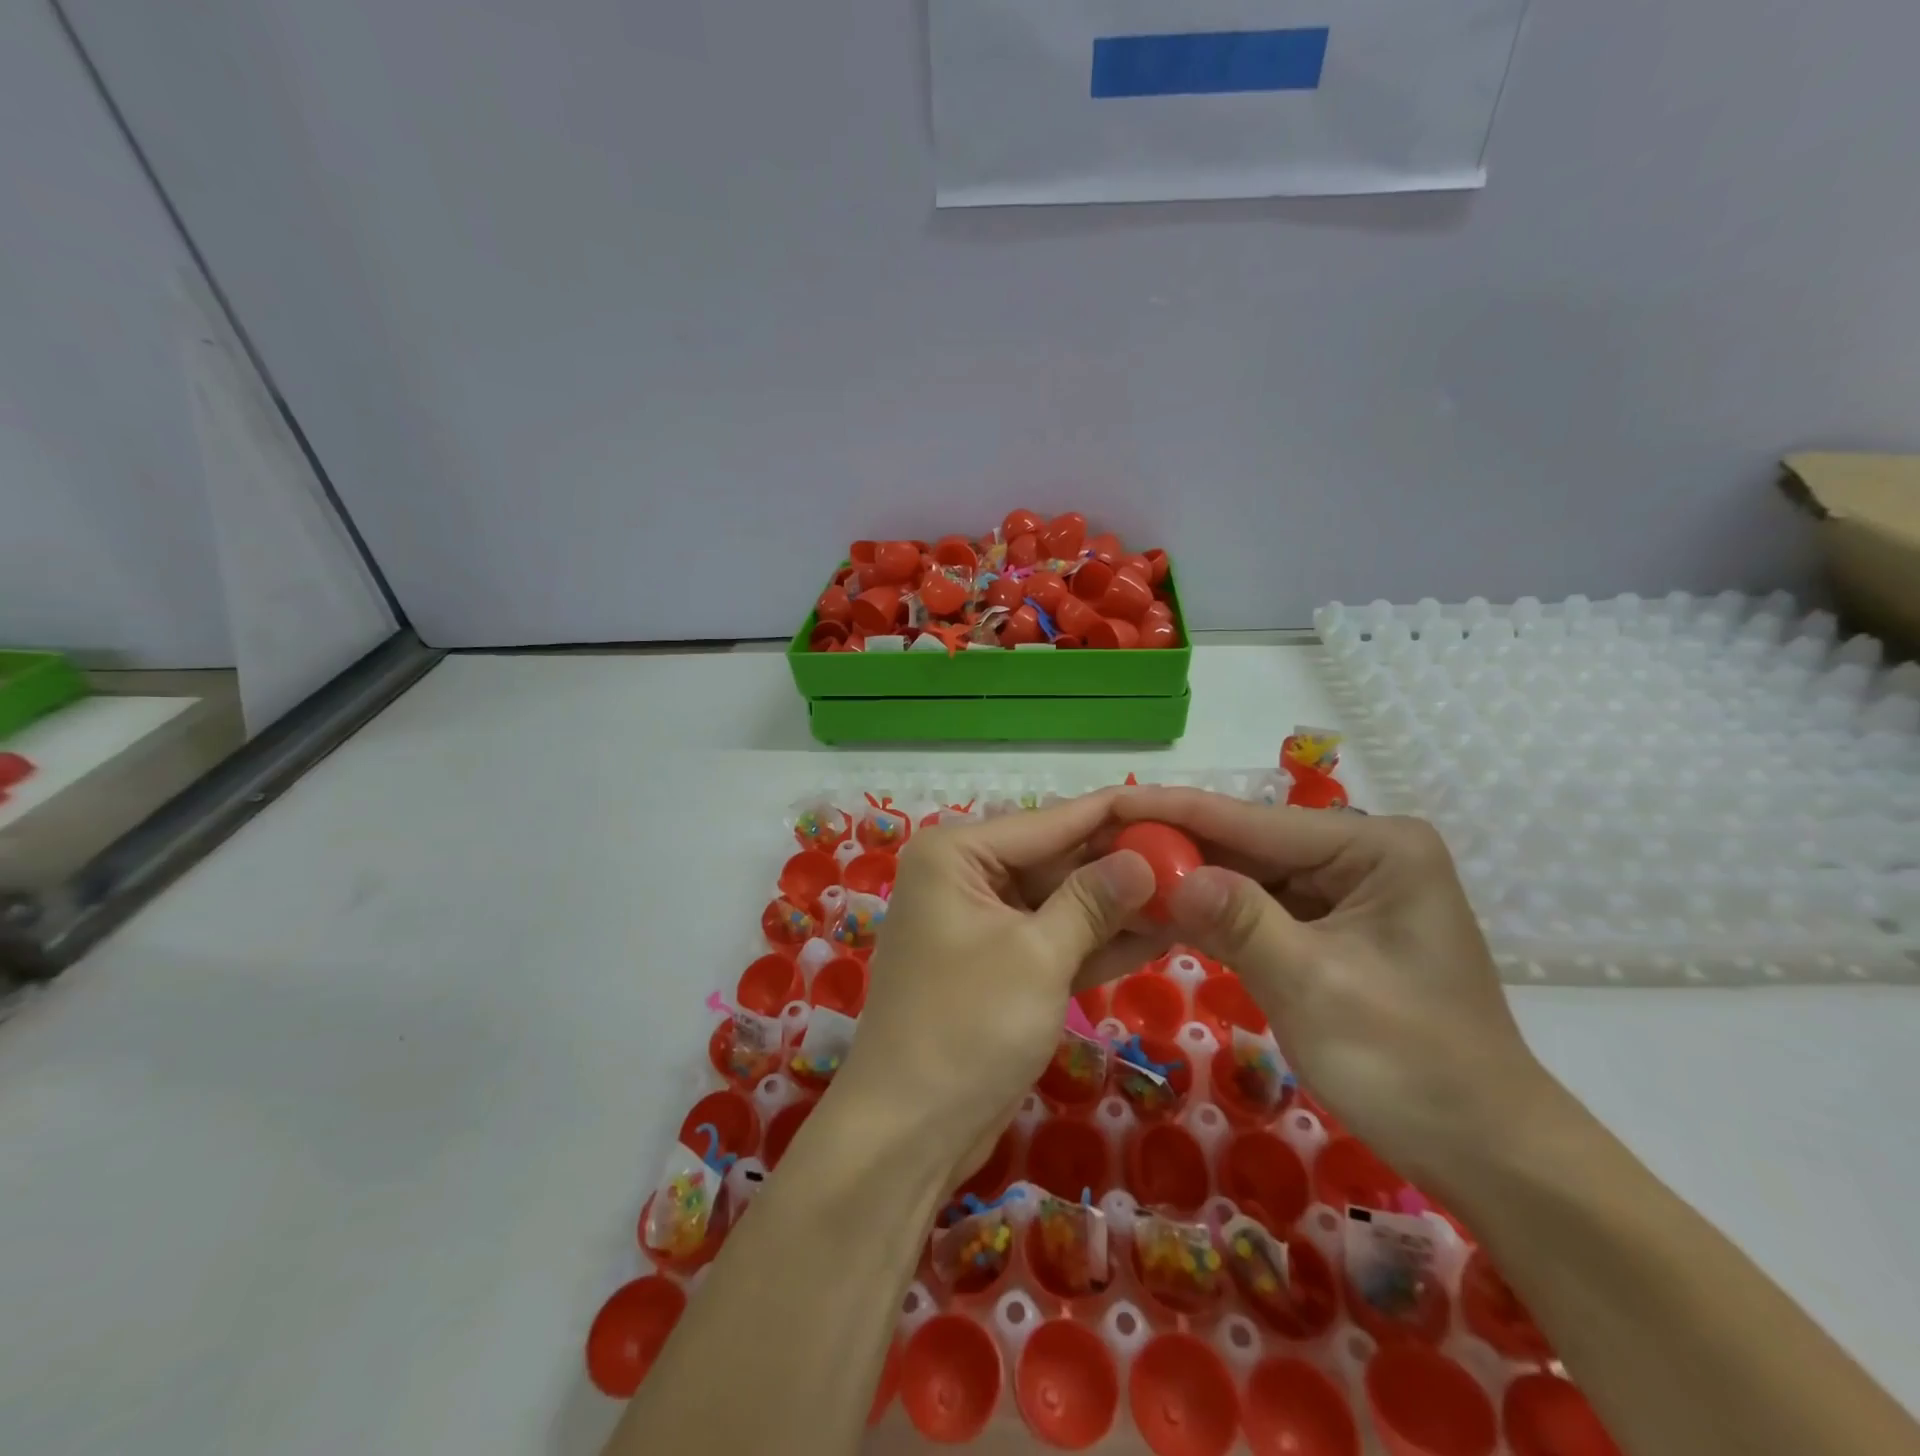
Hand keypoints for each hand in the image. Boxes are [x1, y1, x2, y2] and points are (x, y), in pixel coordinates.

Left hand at [833, 792, 1155, 1191]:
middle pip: (1057, 859)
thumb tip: (1144, 858)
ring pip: (1061, 902)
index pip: (1050, 821)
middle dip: (1122, 866)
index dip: (1116, 815)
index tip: (1180, 808)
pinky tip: (1161, 933)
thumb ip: (1092, 901)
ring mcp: (982, 923)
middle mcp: (965, 876)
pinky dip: (1098, 941)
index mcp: (957, 853)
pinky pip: (1055, 939)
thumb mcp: (1038, 957)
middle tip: (1197, 861)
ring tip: (1193, 894)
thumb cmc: (966, 1027)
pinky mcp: (1000, 966)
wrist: (908, 1132)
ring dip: (1118, 905)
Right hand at [1111, 789, 1552, 1196]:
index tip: (1112, 800)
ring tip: (1120, 871)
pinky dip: (1216, 914)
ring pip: (1251, 875)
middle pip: (1251, 844)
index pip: (1256, 822)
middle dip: (1180, 847)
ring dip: (1191, 881)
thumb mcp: (1314, 986)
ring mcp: (1349, 891)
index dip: (1177, 812)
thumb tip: (1169, 874)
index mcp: (1378, 848)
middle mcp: (1364, 855)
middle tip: (1103, 842)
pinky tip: (1164, 909)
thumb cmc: (1409, 1064)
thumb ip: (1240, 921)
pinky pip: (1263, 909)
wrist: (1487, 1154)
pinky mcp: (1334, 928)